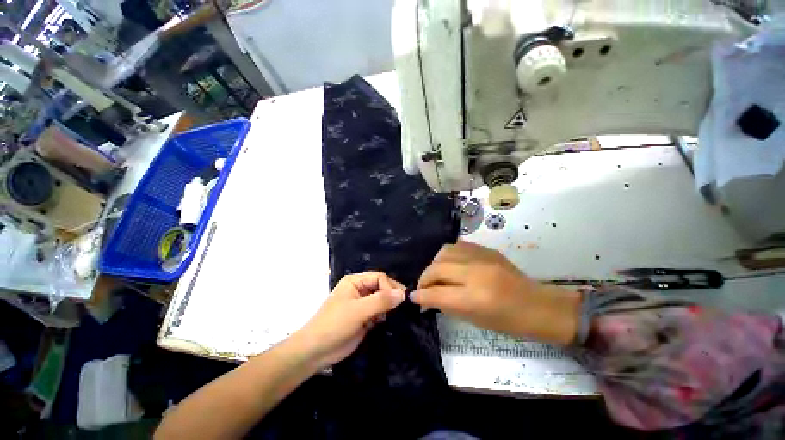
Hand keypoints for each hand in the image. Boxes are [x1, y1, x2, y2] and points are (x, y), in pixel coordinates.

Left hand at [290, 272, 405, 369]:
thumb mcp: (358, 311)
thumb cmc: (334, 325)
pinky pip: (379, 313)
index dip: (390, 287)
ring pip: (382, 300)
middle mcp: (359, 290)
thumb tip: (402, 294)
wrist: (315, 352)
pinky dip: (386, 316)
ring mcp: (362, 304)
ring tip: (400, 314)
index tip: (400, 300)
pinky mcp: (364, 318)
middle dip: (391, 296)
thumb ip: (381, 301)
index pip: (379, 277)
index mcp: (355, 281)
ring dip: (390, 306)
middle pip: (381, 287)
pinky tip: (390, 322)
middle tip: (404, 306)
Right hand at [410, 241, 581, 344]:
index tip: (413, 297)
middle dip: (424, 278)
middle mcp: (475, 273)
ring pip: (444, 252)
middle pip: (436, 268)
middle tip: (424, 287)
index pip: (436, 293)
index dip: (421, 295)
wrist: (538, 305)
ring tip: (437, 274)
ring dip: (435, 264)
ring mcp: (481, 257)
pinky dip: (448, 256)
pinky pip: (457, 246)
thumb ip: (446, 305)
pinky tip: (451, 265)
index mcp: (475, 298)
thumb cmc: (508, 322)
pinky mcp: (486, 249)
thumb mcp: (474, 320)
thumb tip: (424, 298)